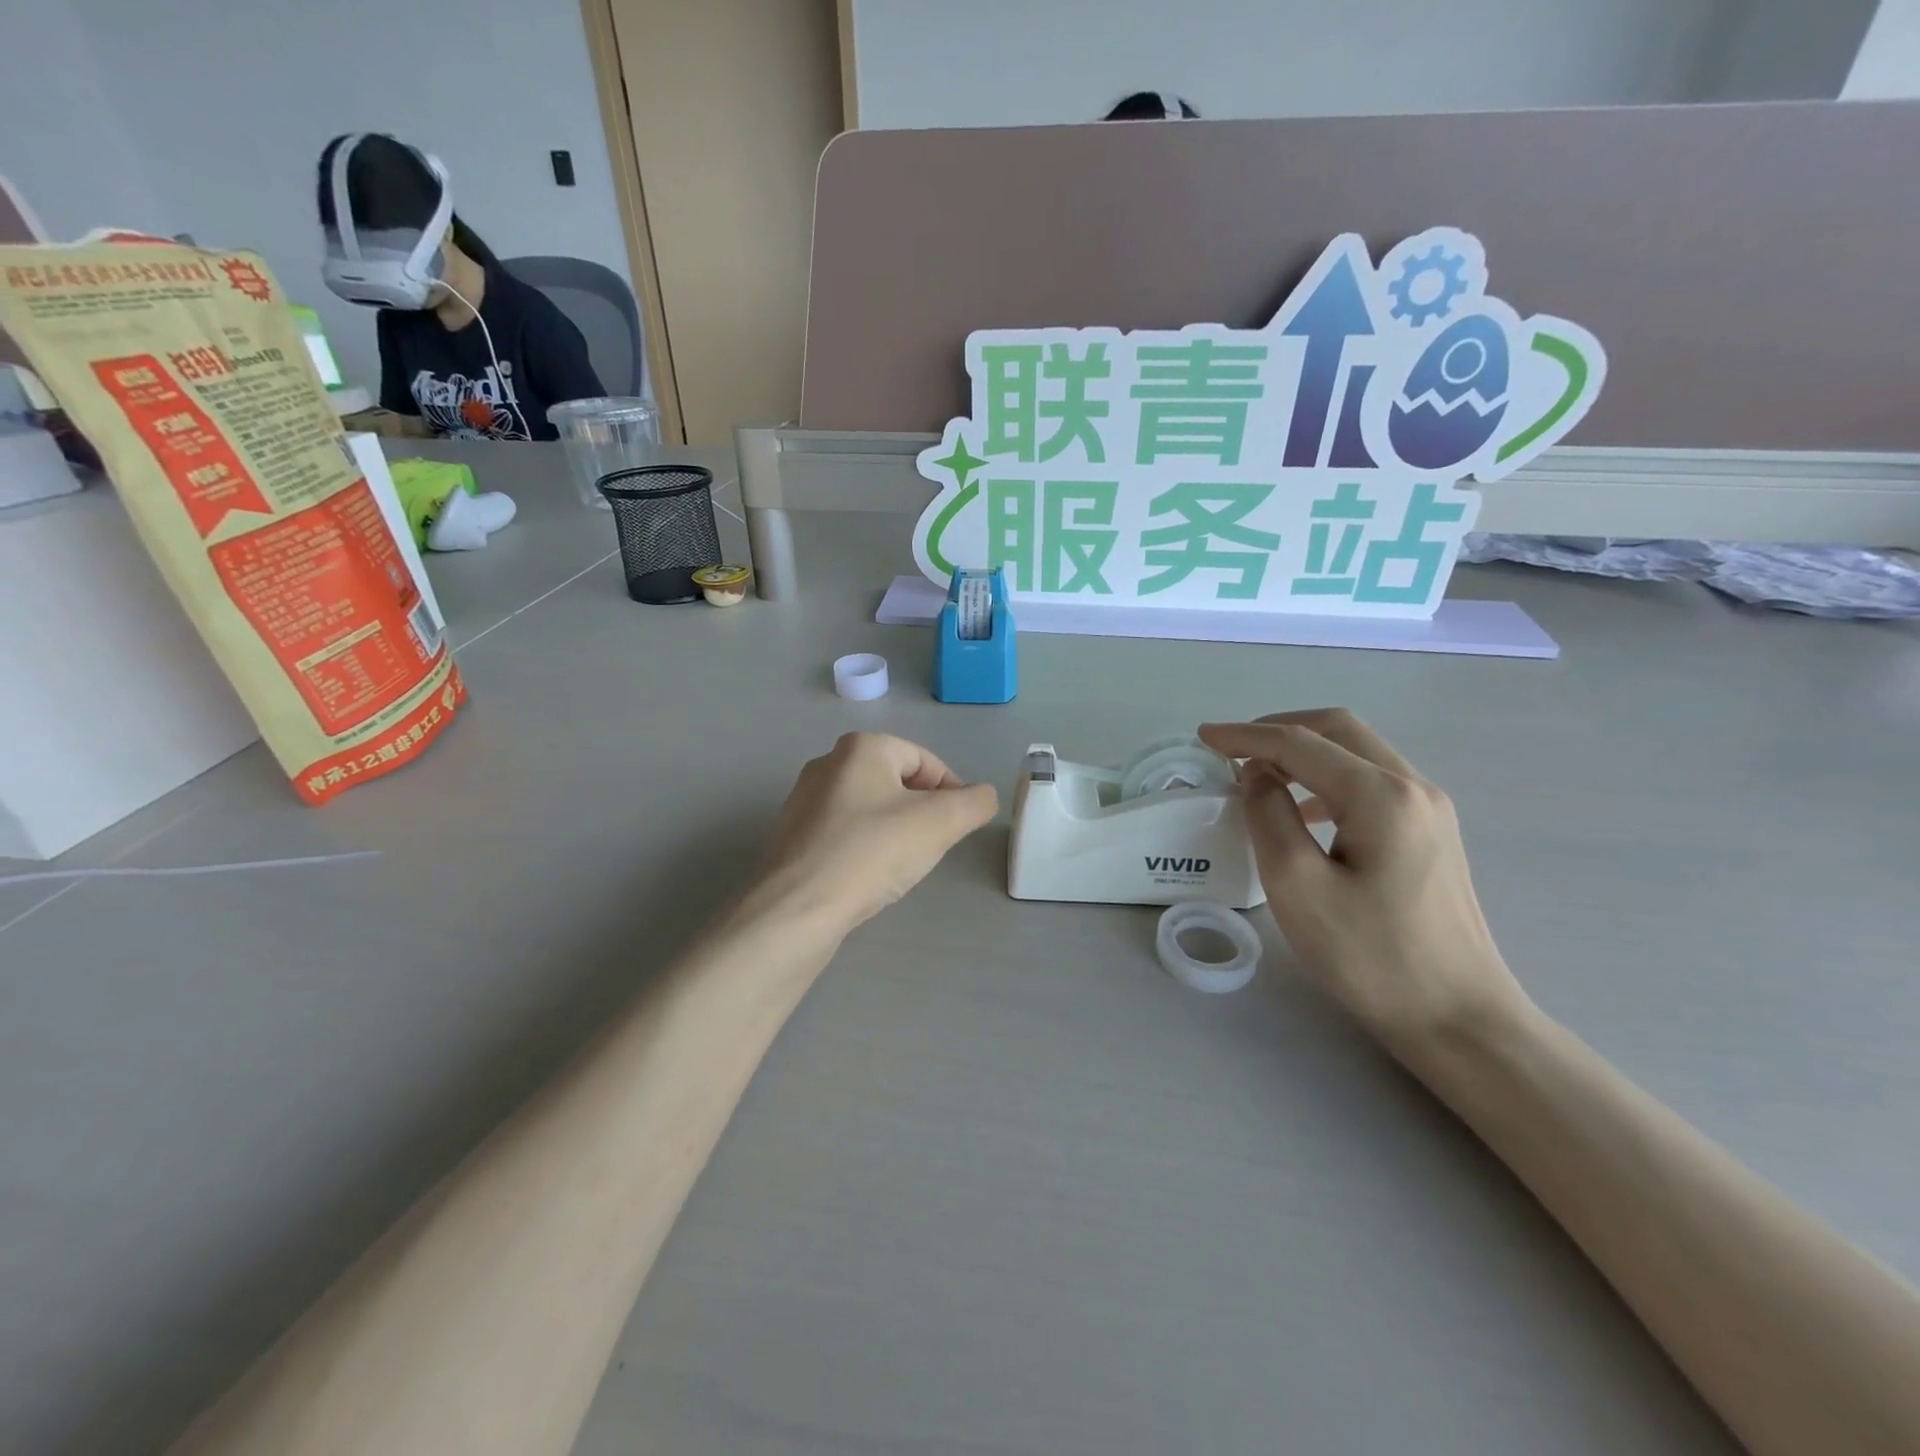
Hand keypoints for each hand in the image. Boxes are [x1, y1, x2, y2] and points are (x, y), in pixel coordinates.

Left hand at [759, 733, 998, 932]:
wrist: (799, 907)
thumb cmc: (873, 851)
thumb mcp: (941, 823)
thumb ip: (974, 802)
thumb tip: (984, 796)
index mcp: (862, 747)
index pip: (925, 761)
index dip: (951, 791)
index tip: (958, 827)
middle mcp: (828, 763)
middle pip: (897, 783)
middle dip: (921, 813)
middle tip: (931, 847)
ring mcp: (804, 800)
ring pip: (870, 809)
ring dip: (894, 832)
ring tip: (900, 866)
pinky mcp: (793, 836)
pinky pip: (844, 834)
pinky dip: (864, 849)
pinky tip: (868, 877)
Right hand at [1198, 710, 1529, 1052]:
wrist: (1459, 1018)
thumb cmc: (1371, 956)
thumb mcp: (1297, 885)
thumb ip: (1269, 816)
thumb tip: (1258, 775)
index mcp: (1381, 795)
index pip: (1301, 744)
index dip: (1246, 735)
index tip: (1203, 736)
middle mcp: (1413, 788)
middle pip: (1338, 731)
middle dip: (1279, 730)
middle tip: (1233, 748)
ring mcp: (1430, 810)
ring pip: (1358, 752)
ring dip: (1305, 752)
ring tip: (1260, 774)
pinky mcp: (1432, 834)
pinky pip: (1372, 781)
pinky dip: (1328, 777)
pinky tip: (1306, 809)